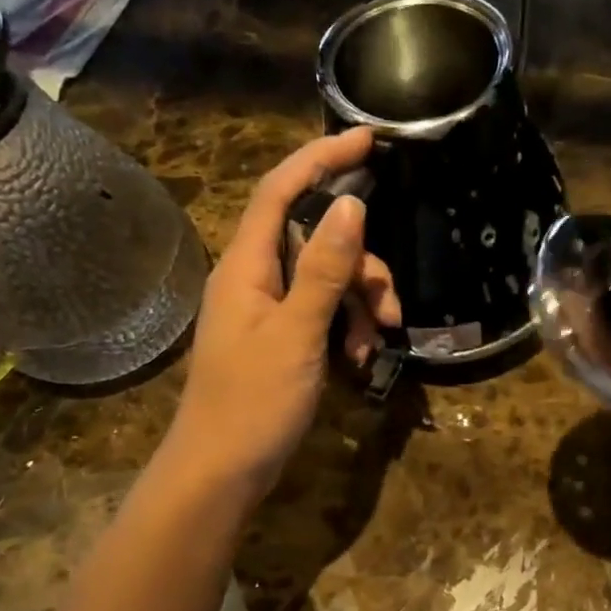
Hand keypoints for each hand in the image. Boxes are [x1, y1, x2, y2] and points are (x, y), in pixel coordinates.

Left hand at [168, 128, 400, 502]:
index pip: (280, 189)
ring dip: (359, 305)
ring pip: (326, 279)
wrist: (221, 471)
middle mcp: (254, 277)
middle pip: (317, 239)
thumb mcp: (297, 333)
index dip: (320, 159)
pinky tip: (360, 360)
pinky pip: (321, 313)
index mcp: (246, 264)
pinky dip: (346, 328)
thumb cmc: (253, 402)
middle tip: (389, 307)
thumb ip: (323, 268)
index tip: (366, 139)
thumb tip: (352, 206)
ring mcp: (267, 309)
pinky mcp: (280, 338)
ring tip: (374, 346)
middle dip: (362, 266)